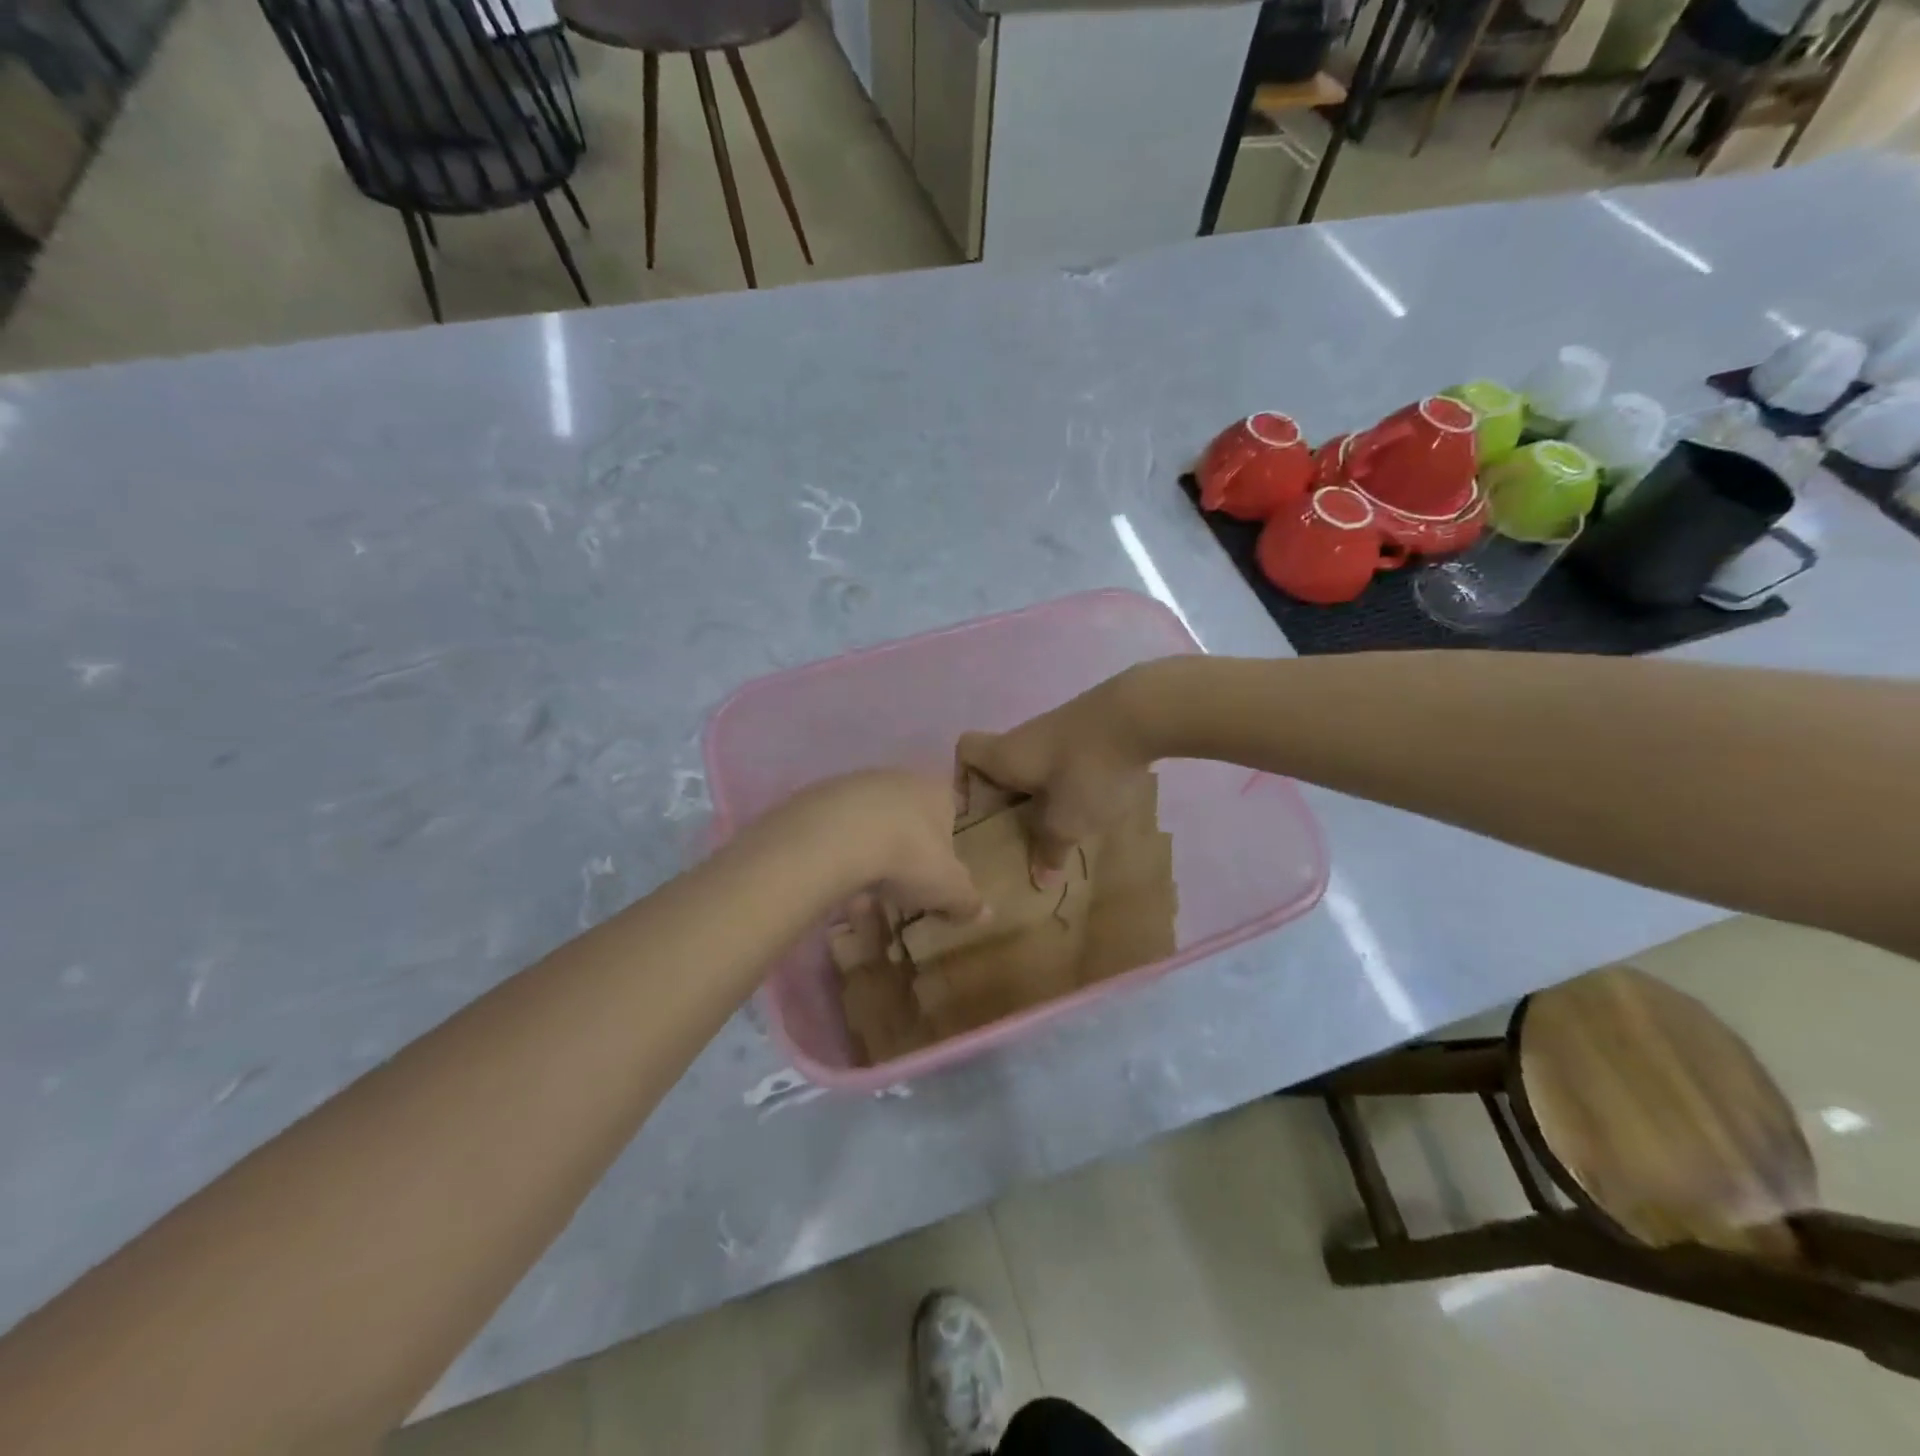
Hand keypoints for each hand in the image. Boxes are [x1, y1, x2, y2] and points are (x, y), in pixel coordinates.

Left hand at [781, 770, 983, 922]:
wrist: (836, 836)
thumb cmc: (908, 856)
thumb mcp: (948, 888)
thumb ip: (969, 901)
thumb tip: (989, 915)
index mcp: (937, 790)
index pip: (951, 807)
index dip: (947, 837)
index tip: (938, 867)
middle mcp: (900, 777)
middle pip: (910, 808)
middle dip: (907, 839)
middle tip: (903, 876)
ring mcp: (857, 781)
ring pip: (871, 813)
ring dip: (871, 840)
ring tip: (866, 878)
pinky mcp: (820, 793)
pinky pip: (837, 822)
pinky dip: (839, 842)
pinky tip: (835, 869)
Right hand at [957, 670, 1154, 883]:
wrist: (1141, 714)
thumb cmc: (1087, 769)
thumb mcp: (1067, 821)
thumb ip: (1049, 850)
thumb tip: (1040, 880)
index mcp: (1004, 755)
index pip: (965, 752)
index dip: (962, 778)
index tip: (976, 810)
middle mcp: (1024, 737)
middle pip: (1001, 764)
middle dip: (1008, 799)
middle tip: (1019, 833)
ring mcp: (1058, 729)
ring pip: (1036, 764)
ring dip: (1042, 793)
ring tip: (1060, 825)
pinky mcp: (1090, 729)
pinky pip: (1066, 759)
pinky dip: (1071, 781)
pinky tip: (1093, 802)